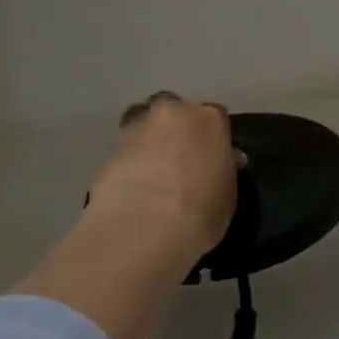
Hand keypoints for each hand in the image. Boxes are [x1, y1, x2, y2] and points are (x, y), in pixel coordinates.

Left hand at [86, 92, 240, 261]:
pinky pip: (127, 148)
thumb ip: (224, 170)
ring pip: (147, 124)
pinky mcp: (110, 148)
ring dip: (152, 140)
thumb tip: (224, 161)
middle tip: (183, 160)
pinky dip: (131, 160)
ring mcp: (138, 126)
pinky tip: (135, 184)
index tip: (215, 159)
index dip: (216, 138)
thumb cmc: (200, 210)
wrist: (143, 227)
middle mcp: (173, 112)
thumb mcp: (228, 194)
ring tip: (155, 171)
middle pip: (177, 112)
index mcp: (209, 119)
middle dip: (180, 130)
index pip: (217, 117)